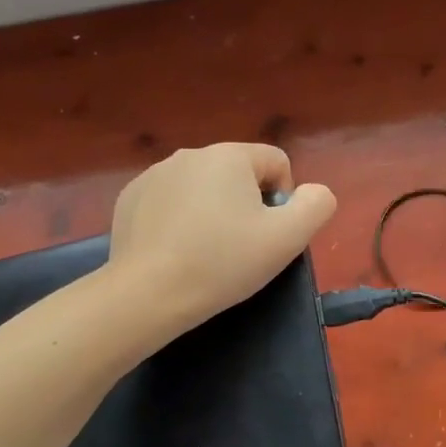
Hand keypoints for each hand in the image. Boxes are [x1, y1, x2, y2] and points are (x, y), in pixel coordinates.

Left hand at [109, 143, 336, 332]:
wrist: (148, 293)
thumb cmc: (223, 262)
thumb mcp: (287, 239)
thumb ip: (315, 206)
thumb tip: (314, 192)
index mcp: (229, 155)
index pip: (276, 162)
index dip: (284, 198)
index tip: (270, 234)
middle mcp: (190, 153)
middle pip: (237, 174)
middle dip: (245, 204)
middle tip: (239, 247)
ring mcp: (154, 174)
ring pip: (201, 187)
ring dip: (211, 210)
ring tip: (204, 252)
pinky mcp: (130, 197)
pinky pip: (168, 201)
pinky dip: (177, 219)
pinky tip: (173, 251)